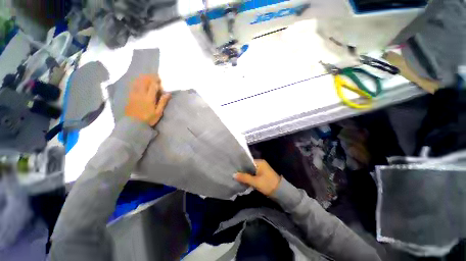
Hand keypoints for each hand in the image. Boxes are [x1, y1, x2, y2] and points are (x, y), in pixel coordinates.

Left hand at [125, 74, 170, 126]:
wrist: (133, 124)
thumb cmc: (148, 118)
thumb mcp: (158, 112)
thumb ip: (163, 102)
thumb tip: (168, 93)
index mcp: (149, 98)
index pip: (153, 85)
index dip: (156, 81)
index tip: (160, 79)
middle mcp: (141, 93)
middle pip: (144, 81)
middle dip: (149, 77)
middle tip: (154, 76)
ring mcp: (134, 94)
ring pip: (138, 82)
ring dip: (143, 78)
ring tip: (147, 76)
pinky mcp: (129, 96)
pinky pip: (133, 85)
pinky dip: (136, 81)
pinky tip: (138, 81)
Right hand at [235, 159, 280, 195]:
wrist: (281, 192)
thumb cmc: (268, 184)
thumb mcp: (255, 181)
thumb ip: (244, 177)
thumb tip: (233, 174)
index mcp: (260, 162)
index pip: (247, 161)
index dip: (240, 164)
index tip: (234, 167)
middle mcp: (260, 164)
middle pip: (249, 165)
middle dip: (242, 170)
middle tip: (234, 172)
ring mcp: (262, 169)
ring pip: (251, 170)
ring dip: (245, 173)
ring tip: (236, 175)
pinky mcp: (262, 174)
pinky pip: (253, 173)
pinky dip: (249, 176)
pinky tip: (243, 179)